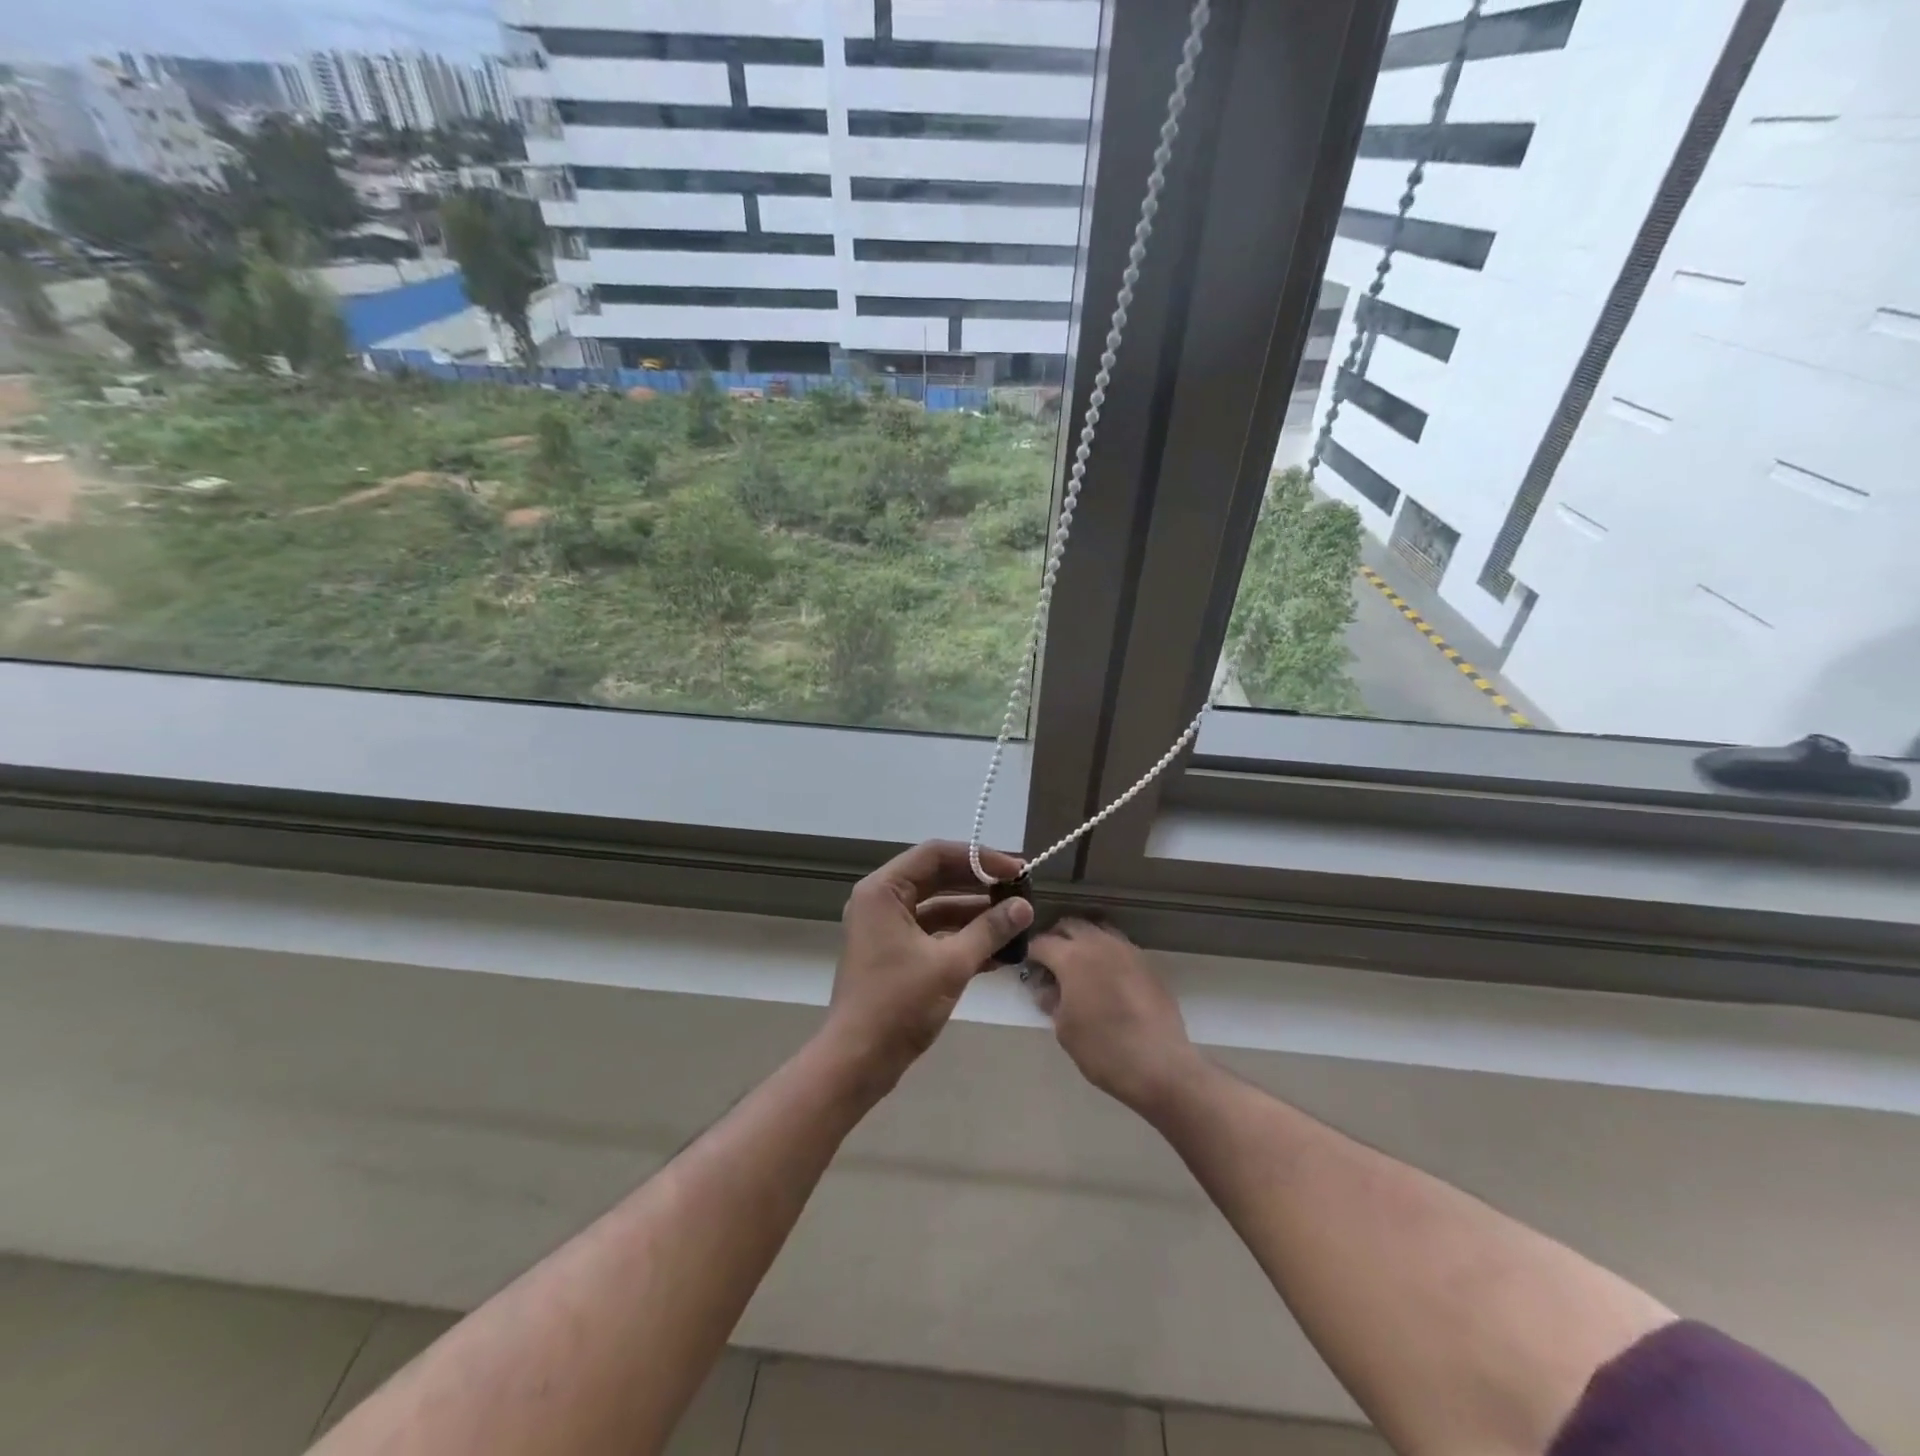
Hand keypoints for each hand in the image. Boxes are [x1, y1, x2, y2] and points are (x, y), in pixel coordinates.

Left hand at [824, 840, 1033, 1092]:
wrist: (857, 1061)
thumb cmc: (898, 1005)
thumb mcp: (951, 964)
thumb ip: (990, 930)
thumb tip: (1025, 906)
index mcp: (883, 891)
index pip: (936, 854)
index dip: (979, 858)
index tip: (1016, 870)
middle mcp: (881, 901)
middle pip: (937, 877)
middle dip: (980, 885)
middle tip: (1020, 890)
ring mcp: (886, 928)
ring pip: (938, 907)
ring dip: (975, 914)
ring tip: (1016, 921)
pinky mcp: (894, 953)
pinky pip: (933, 933)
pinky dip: (962, 938)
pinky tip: (999, 952)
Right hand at [1028, 919, 1208, 1118]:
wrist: (1161, 1066)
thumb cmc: (1103, 1050)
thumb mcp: (1065, 1030)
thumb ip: (1053, 1002)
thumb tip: (1049, 990)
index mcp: (1072, 957)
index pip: (1042, 942)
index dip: (1031, 954)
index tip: (1030, 968)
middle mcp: (1099, 944)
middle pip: (1071, 925)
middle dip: (1056, 938)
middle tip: (1052, 962)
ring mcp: (1127, 950)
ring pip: (1098, 930)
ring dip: (1084, 941)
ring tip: (1080, 967)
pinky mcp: (1147, 963)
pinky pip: (1119, 946)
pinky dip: (1107, 953)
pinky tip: (1107, 978)